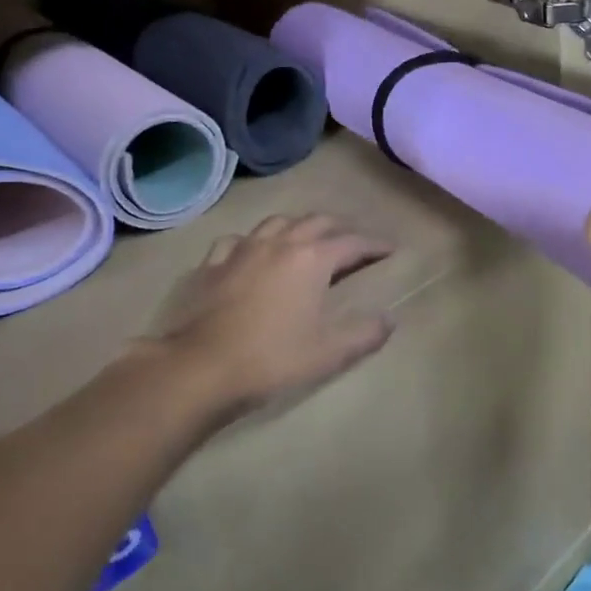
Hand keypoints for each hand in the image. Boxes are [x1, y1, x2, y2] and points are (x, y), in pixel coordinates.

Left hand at [149, 214, 394, 416]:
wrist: (199, 368)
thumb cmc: (271, 359)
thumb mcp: (328, 353)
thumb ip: (364, 334)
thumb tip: (389, 320)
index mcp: (312, 259)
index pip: (353, 242)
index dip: (375, 244)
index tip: (390, 248)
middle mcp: (280, 243)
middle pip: (317, 222)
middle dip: (341, 228)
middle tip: (353, 241)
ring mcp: (242, 249)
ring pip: (278, 222)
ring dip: (299, 226)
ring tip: (307, 238)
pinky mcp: (212, 263)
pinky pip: (238, 240)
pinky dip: (254, 241)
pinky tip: (252, 252)